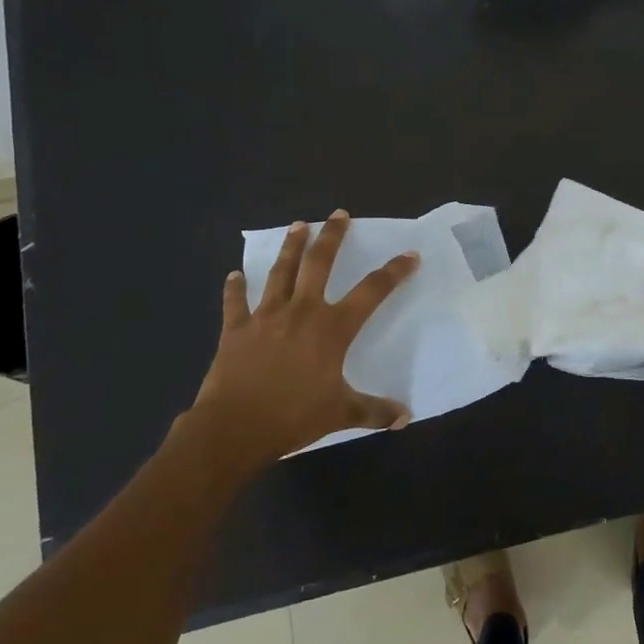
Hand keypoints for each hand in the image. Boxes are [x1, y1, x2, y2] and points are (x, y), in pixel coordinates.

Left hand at [179, 211, 419, 461]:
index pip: (372, 291)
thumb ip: (374, 411)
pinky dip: (235, 288)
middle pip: (319, 264)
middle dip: (332, 237)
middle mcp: (301, 312)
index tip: (409, 255)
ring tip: (298, 225)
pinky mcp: (236, 329)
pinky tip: (234, 275)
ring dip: (291, 247)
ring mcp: (265, 317)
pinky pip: (236, 303)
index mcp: (332, 328)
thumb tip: (405, 417)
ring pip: (280, 272)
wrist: (234, 428)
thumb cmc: (293, 417)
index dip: (393, 272)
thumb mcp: (341, 414)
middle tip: (339, 214)